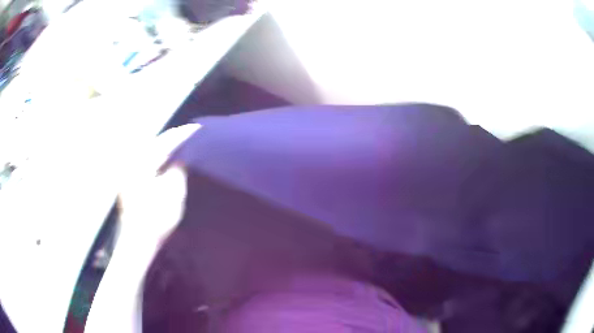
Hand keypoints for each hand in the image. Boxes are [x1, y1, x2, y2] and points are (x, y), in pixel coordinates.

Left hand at [116, 124, 199, 249]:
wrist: (138, 240)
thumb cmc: (156, 218)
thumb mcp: (174, 192)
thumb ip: (178, 169)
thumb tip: (181, 156)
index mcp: (143, 162)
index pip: (166, 142)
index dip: (183, 135)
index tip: (197, 128)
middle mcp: (133, 162)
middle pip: (156, 143)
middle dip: (173, 138)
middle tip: (190, 134)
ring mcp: (129, 171)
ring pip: (150, 151)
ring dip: (165, 147)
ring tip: (180, 144)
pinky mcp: (129, 179)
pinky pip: (145, 161)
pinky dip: (157, 158)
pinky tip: (166, 159)